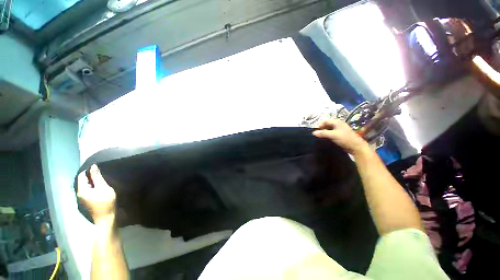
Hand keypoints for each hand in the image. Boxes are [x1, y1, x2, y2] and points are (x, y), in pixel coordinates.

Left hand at [77, 165, 115, 220]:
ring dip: (90, 183)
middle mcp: (78, 194)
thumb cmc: (106, 202)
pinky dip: (91, 188)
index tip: (97, 167)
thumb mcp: (104, 188)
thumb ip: (97, 177)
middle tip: (100, 173)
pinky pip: (86, 192)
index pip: (81, 176)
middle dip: (89, 176)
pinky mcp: (85, 203)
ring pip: (84, 187)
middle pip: (81, 182)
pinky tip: (98, 189)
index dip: (88, 170)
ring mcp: (81, 200)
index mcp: (81, 190)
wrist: (106, 218)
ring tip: (100, 180)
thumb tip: (93, 166)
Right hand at [312, 119, 368, 154]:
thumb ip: (323, 133)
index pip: (326, 121)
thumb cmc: (345, 139)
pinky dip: (328, 135)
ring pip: (329, 129)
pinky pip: (332, 134)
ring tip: (320, 137)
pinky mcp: (340, 136)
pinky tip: (325, 139)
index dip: (320, 124)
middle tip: (317, 134)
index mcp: (337, 122)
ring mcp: (340, 130)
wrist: (356, 147)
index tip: (315, 130)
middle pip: (327, 125)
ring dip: (324, 132)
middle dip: (321, 129)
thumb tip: (313, 132)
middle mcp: (339, 125)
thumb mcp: (333, 135)